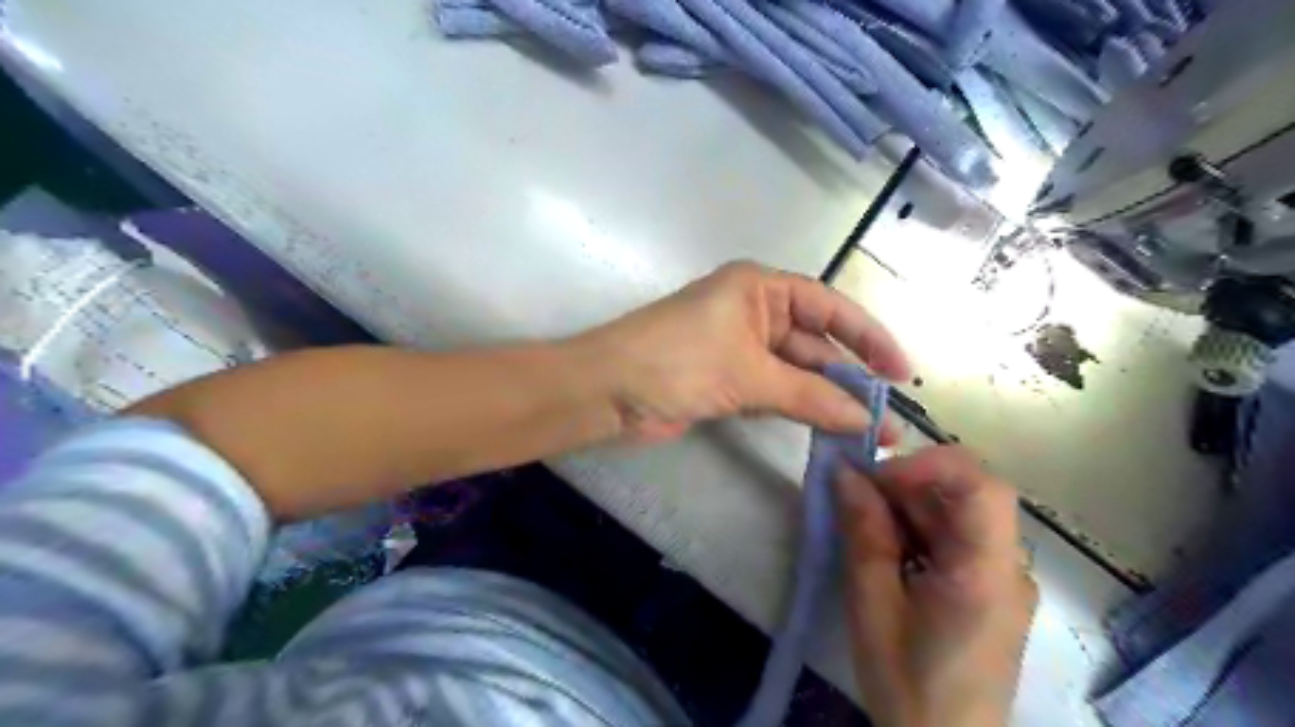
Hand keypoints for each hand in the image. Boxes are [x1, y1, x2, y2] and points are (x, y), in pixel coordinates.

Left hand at [577, 261, 908, 442]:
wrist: (608, 392)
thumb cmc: (677, 361)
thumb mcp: (749, 373)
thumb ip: (809, 396)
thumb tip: (865, 419)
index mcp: (759, 288)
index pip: (828, 307)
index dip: (867, 336)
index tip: (901, 370)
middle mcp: (754, 312)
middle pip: (815, 342)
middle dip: (850, 377)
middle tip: (889, 416)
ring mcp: (741, 349)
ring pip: (796, 372)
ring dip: (827, 399)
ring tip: (868, 431)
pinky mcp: (728, 381)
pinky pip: (775, 392)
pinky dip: (799, 409)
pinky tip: (828, 429)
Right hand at [836, 447, 1037, 724]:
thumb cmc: (906, 684)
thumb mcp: (872, 605)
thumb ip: (864, 532)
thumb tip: (846, 472)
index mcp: (987, 574)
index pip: (982, 487)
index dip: (927, 464)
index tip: (875, 477)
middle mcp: (1008, 567)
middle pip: (966, 495)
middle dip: (906, 485)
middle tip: (854, 496)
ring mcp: (1002, 578)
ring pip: (957, 513)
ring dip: (907, 507)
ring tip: (863, 524)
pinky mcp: (989, 589)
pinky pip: (955, 538)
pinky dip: (917, 530)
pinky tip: (886, 551)